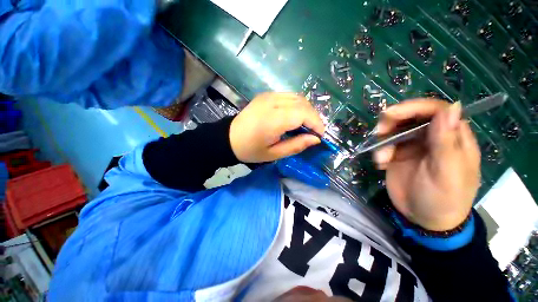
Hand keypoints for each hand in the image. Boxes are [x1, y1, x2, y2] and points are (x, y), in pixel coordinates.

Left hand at [230, 93, 324, 162]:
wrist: (229, 138)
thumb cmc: (251, 150)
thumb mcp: (274, 154)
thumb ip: (296, 145)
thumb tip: (316, 139)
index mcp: (272, 119)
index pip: (303, 113)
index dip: (316, 123)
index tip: (320, 135)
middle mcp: (272, 102)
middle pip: (302, 103)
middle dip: (314, 117)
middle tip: (314, 132)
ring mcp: (268, 96)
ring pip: (297, 97)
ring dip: (307, 110)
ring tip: (306, 125)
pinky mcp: (266, 95)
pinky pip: (289, 96)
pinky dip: (297, 105)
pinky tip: (295, 116)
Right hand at [373, 100, 480, 230]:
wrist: (425, 220)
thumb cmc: (444, 198)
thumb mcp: (447, 172)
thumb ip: (447, 142)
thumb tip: (452, 108)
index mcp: (453, 137)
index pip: (436, 110)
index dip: (414, 107)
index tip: (392, 113)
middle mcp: (433, 137)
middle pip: (412, 116)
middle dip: (393, 121)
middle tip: (379, 131)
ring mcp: (414, 146)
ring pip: (395, 130)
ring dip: (383, 139)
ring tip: (381, 157)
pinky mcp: (398, 155)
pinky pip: (385, 145)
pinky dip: (380, 152)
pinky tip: (381, 164)